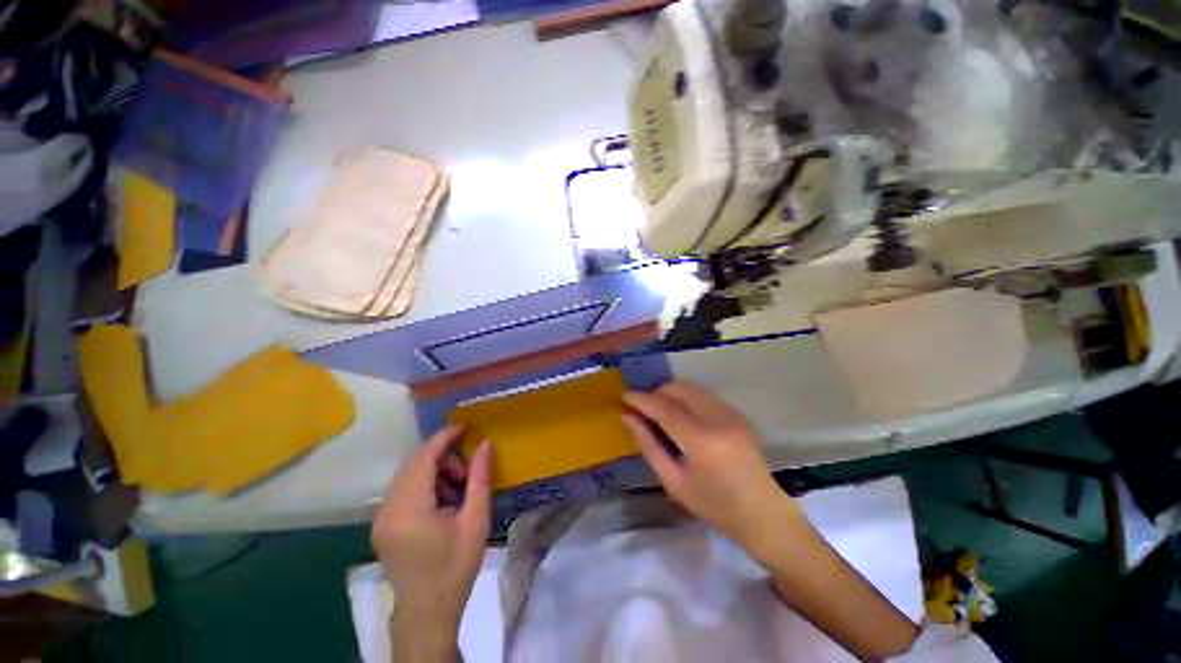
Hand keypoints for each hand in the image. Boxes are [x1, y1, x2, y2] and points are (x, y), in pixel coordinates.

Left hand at [371, 425, 492, 633]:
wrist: (428, 613)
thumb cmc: (455, 568)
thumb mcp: (475, 520)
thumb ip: (480, 478)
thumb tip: (485, 444)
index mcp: (408, 509)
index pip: (424, 458)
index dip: (445, 437)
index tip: (467, 427)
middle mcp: (387, 509)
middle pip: (414, 463)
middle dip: (444, 456)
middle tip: (469, 471)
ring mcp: (381, 517)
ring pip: (409, 475)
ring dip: (436, 470)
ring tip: (459, 489)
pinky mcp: (383, 524)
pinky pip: (405, 489)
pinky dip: (426, 484)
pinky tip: (444, 501)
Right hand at [622, 382, 800, 551]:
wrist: (764, 514)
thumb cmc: (714, 506)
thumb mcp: (674, 482)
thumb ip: (649, 446)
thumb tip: (628, 418)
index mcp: (701, 440)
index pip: (664, 408)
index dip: (641, 399)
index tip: (624, 396)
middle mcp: (717, 419)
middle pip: (679, 389)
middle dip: (656, 393)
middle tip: (643, 408)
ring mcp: (731, 413)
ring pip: (692, 388)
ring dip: (671, 394)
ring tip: (660, 412)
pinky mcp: (737, 414)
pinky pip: (704, 395)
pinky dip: (687, 398)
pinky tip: (682, 416)